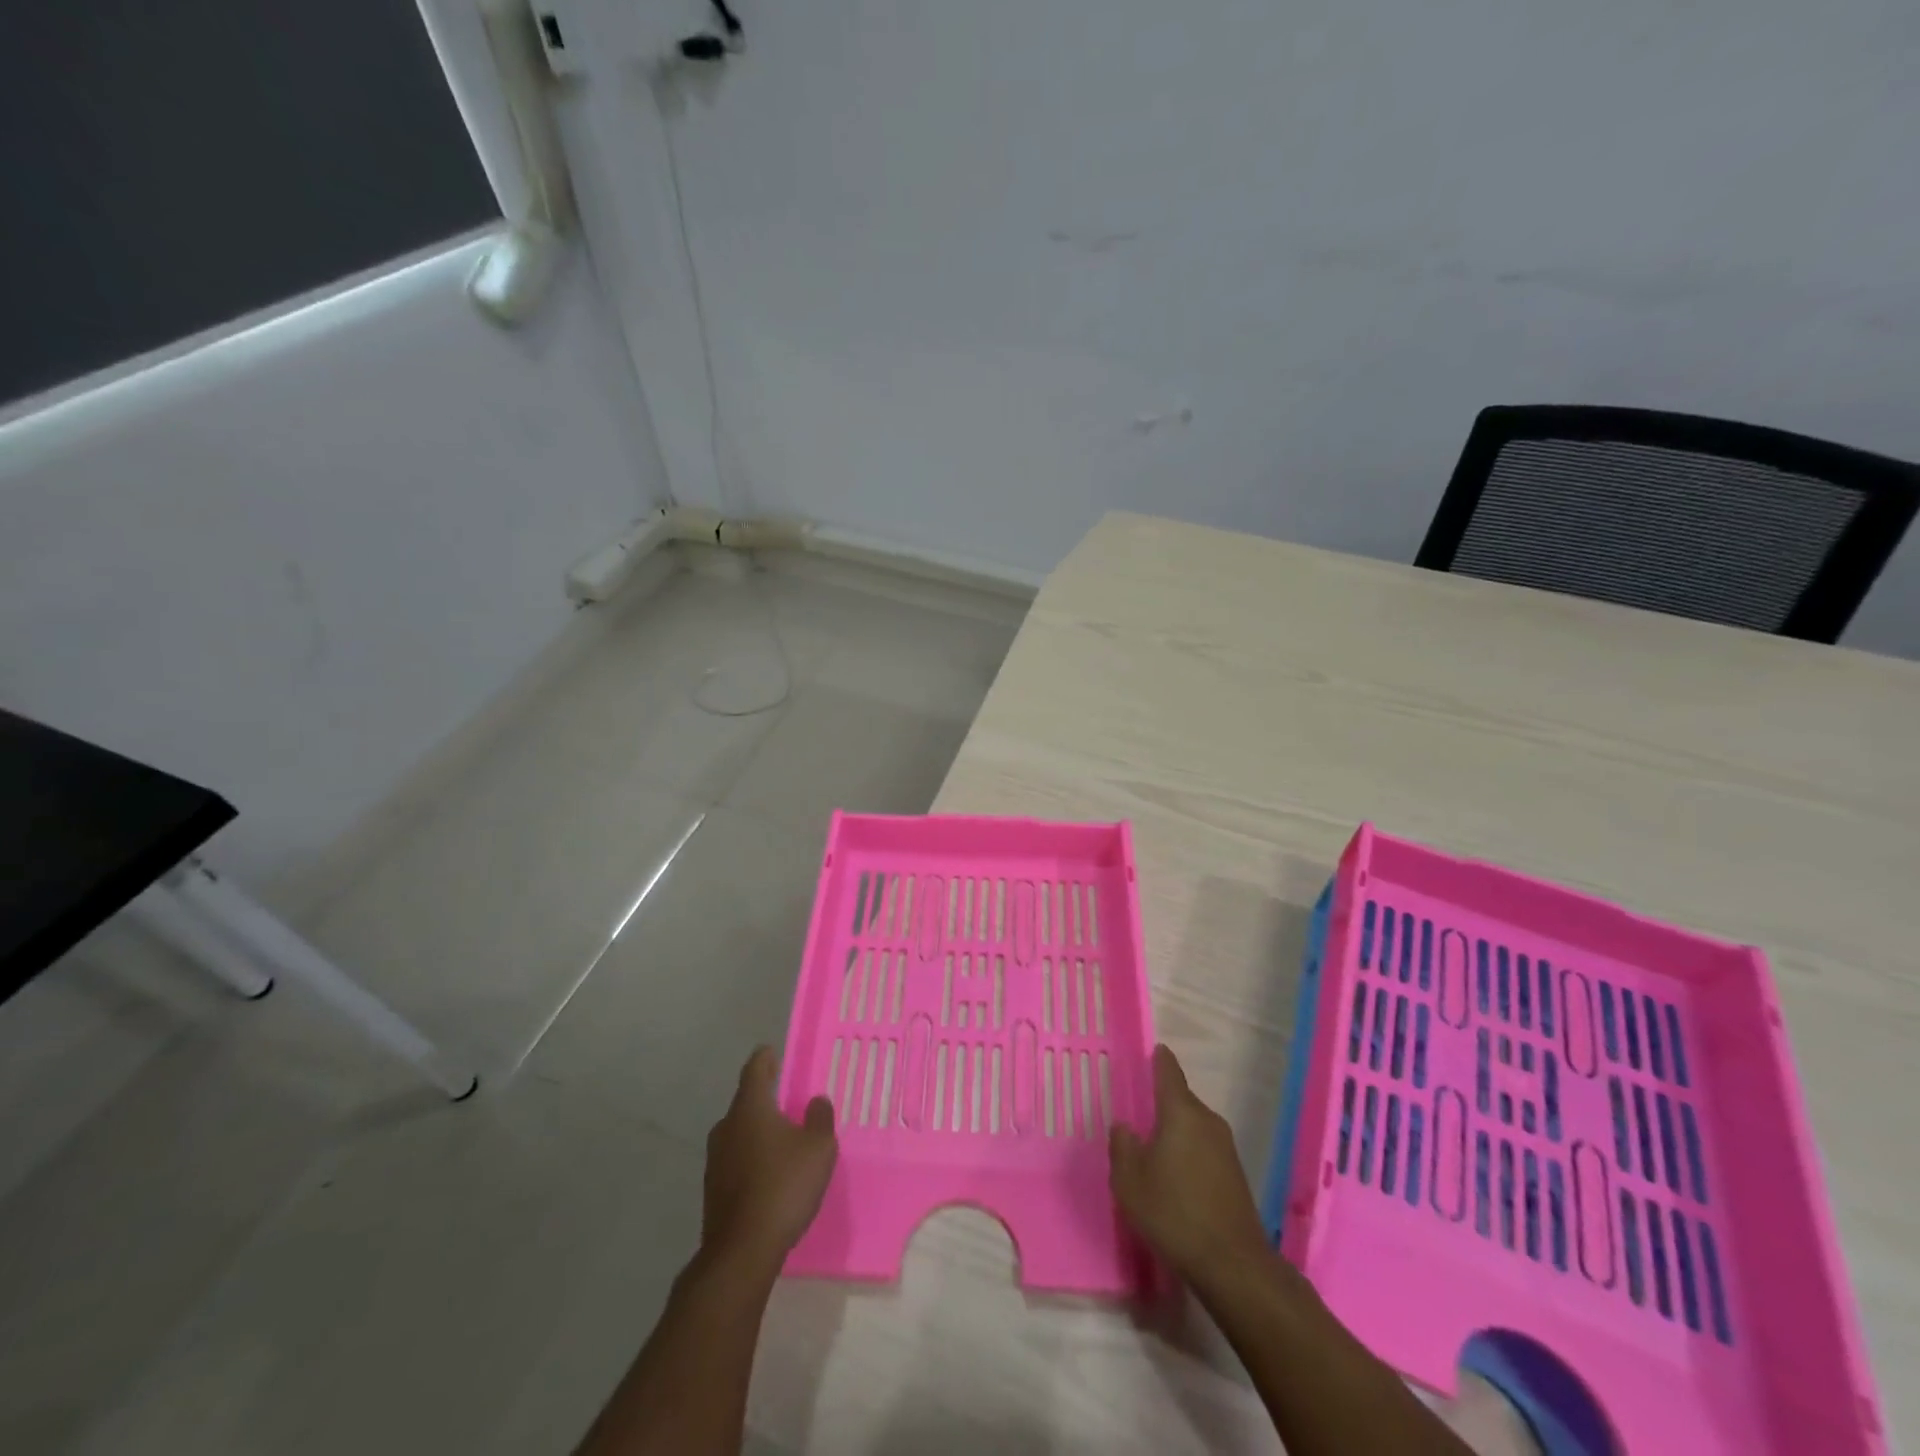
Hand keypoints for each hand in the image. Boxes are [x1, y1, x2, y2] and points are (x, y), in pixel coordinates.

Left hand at [701, 1047, 837, 1275]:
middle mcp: (727, 1126)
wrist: (742, 1251)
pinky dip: (751, 1158)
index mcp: (750, 1107)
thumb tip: (815, 1101)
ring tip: (782, 1139)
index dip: (765, 1058)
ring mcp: (715, 1160)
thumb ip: (819, 1118)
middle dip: (765, 1098)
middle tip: (787, 1100)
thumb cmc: (784, 1186)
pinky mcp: (713, 1190)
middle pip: (746, 1102)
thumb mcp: (818, 1148)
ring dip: (758, 1131)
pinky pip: (736, 1160)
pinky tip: (769, 1174)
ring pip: (739, 1133)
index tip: (772, 1051)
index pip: (755, 1069)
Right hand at [1109, 1044, 1270, 1288]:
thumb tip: (1125, 1126)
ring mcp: (1225, 1148)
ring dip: (1176, 1131)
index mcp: (1180, 1113)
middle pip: (1181, 1100)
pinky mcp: (1235, 1174)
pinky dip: (1189, 1152)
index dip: (1159, 1060)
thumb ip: (1122, 1147)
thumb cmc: (1174, 1214)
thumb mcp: (1130, 1182)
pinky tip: (1176, 1177)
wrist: (1233, 1265)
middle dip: (1162, 1103)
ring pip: (1193, 1125)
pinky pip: (1204, 1148)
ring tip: (1154, 1149)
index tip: (1153, 1050)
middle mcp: (1207, 1121)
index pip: (1168, 1072)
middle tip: (1139, 1112)